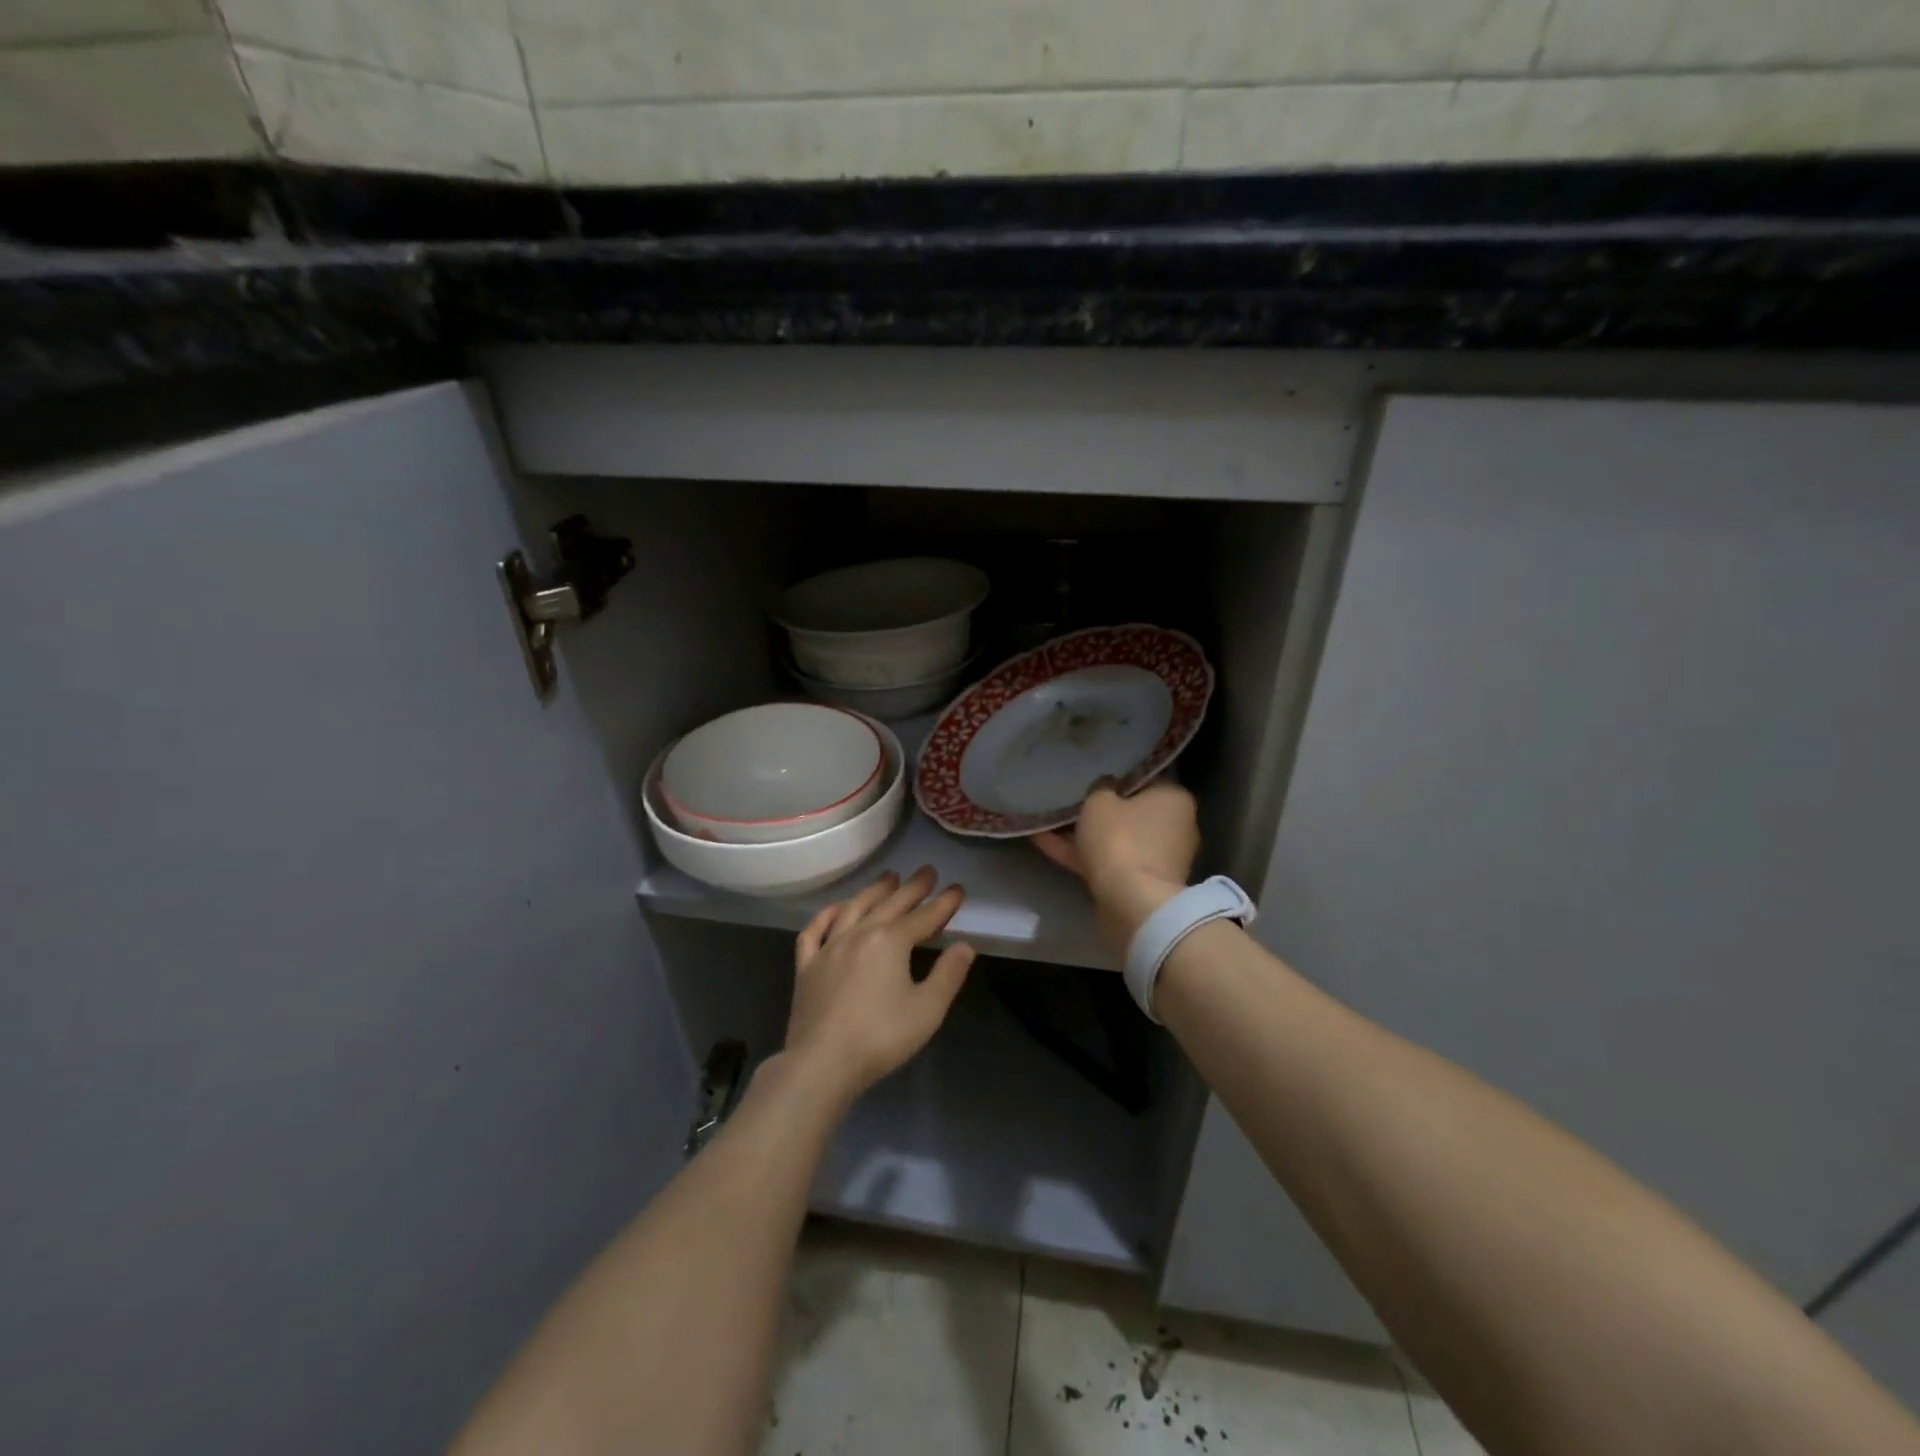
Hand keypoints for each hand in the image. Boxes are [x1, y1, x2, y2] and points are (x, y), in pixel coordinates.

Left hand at [783, 867, 974, 1107]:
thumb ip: (948, 974)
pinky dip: (826, 915)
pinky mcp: (807, 966)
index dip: (943, 903)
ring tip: (888, 877)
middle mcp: (860, 934)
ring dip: (874, 890)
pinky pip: (814, 931)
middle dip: (913, 887)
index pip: (924, 916)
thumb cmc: (880, 1037)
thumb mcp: (927, 1009)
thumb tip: (965, 946)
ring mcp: (829, 948)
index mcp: (891, 941)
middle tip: (927, 871)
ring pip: (854, 908)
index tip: (958, 889)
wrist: (822, 1063)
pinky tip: (836, 910)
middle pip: (890, 903)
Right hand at [1032, 781, 1199, 952]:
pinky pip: (1109, 862)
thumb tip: (1106, 786)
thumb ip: (1101, 787)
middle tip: (1070, 801)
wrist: (1132, 904)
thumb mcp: (1100, 801)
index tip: (1092, 779)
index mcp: (1174, 799)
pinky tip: (1045, 842)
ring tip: (1048, 821)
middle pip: (1132, 813)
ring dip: (1086, 834)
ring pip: (1117, 840)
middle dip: (1101, 811)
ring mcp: (1160, 860)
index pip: (1146, 780)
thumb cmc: (1121, 840)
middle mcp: (1176, 827)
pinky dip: (1081, 854)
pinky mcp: (1143, 885)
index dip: (1117, 778)